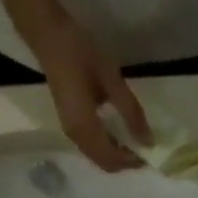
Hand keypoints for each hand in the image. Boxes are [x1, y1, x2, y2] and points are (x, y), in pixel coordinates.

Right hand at [23, 8, 152, 172]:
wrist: (47, 34)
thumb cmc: (80, 53)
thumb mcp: (112, 80)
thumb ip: (131, 112)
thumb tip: (148, 142)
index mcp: (86, 128)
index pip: (113, 160)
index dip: (133, 162)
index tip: (150, 152)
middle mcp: (76, 136)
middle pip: (105, 164)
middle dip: (126, 161)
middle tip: (144, 148)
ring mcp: (70, 130)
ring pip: (97, 157)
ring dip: (117, 155)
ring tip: (134, 140)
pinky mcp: (69, 122)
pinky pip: (91, 147)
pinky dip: (107, 147)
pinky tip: (118, 132)